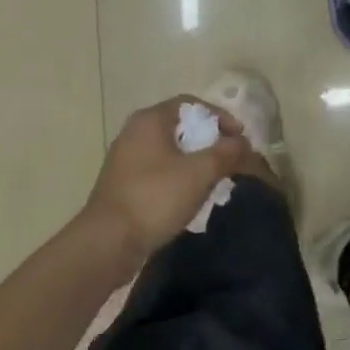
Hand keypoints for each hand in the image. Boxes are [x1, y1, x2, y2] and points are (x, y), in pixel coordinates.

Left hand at [80, 97, 251, 262]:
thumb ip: (226, 152)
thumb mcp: (200, 172)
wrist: (107, 244)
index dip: (220, 116)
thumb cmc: (155, 198)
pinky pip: (158, 171)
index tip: (239, 137)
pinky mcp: (123, 185)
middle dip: (210, 141)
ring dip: (195, 162)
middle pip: (181, 127)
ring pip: (170, 151)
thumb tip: (243, 143)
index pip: (191, 104)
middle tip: (230, 158)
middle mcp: (134, 133)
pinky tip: (191, 197)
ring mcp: (125, 160)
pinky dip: (178, 178)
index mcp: (150, 120)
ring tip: (216, 179)